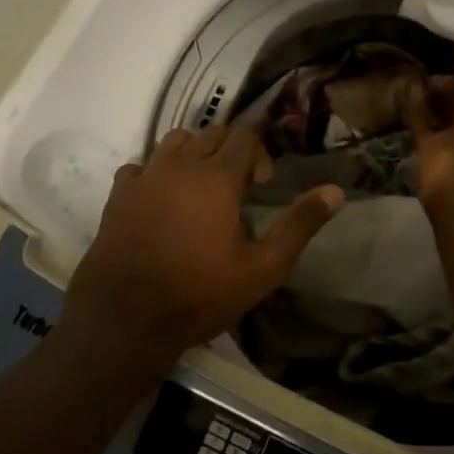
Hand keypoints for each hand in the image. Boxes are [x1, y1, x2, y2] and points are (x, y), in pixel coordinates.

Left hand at [61, 125, 343, 375]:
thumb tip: (336, 191)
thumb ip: (300, 224)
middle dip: (230, 151)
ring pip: (174, 141)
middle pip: (211, 133)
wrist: (125, 321)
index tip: (260, 187)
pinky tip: (159, 201)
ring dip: (193, 154)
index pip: (244, 136)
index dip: (259, 155)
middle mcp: (180, 164)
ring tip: (198, 189)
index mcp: (217, 176)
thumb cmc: (200, 295)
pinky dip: (155, 173)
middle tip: (235, 190)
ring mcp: (145, 176)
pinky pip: (140, 166)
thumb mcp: (263, 268)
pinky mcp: (118, 195)